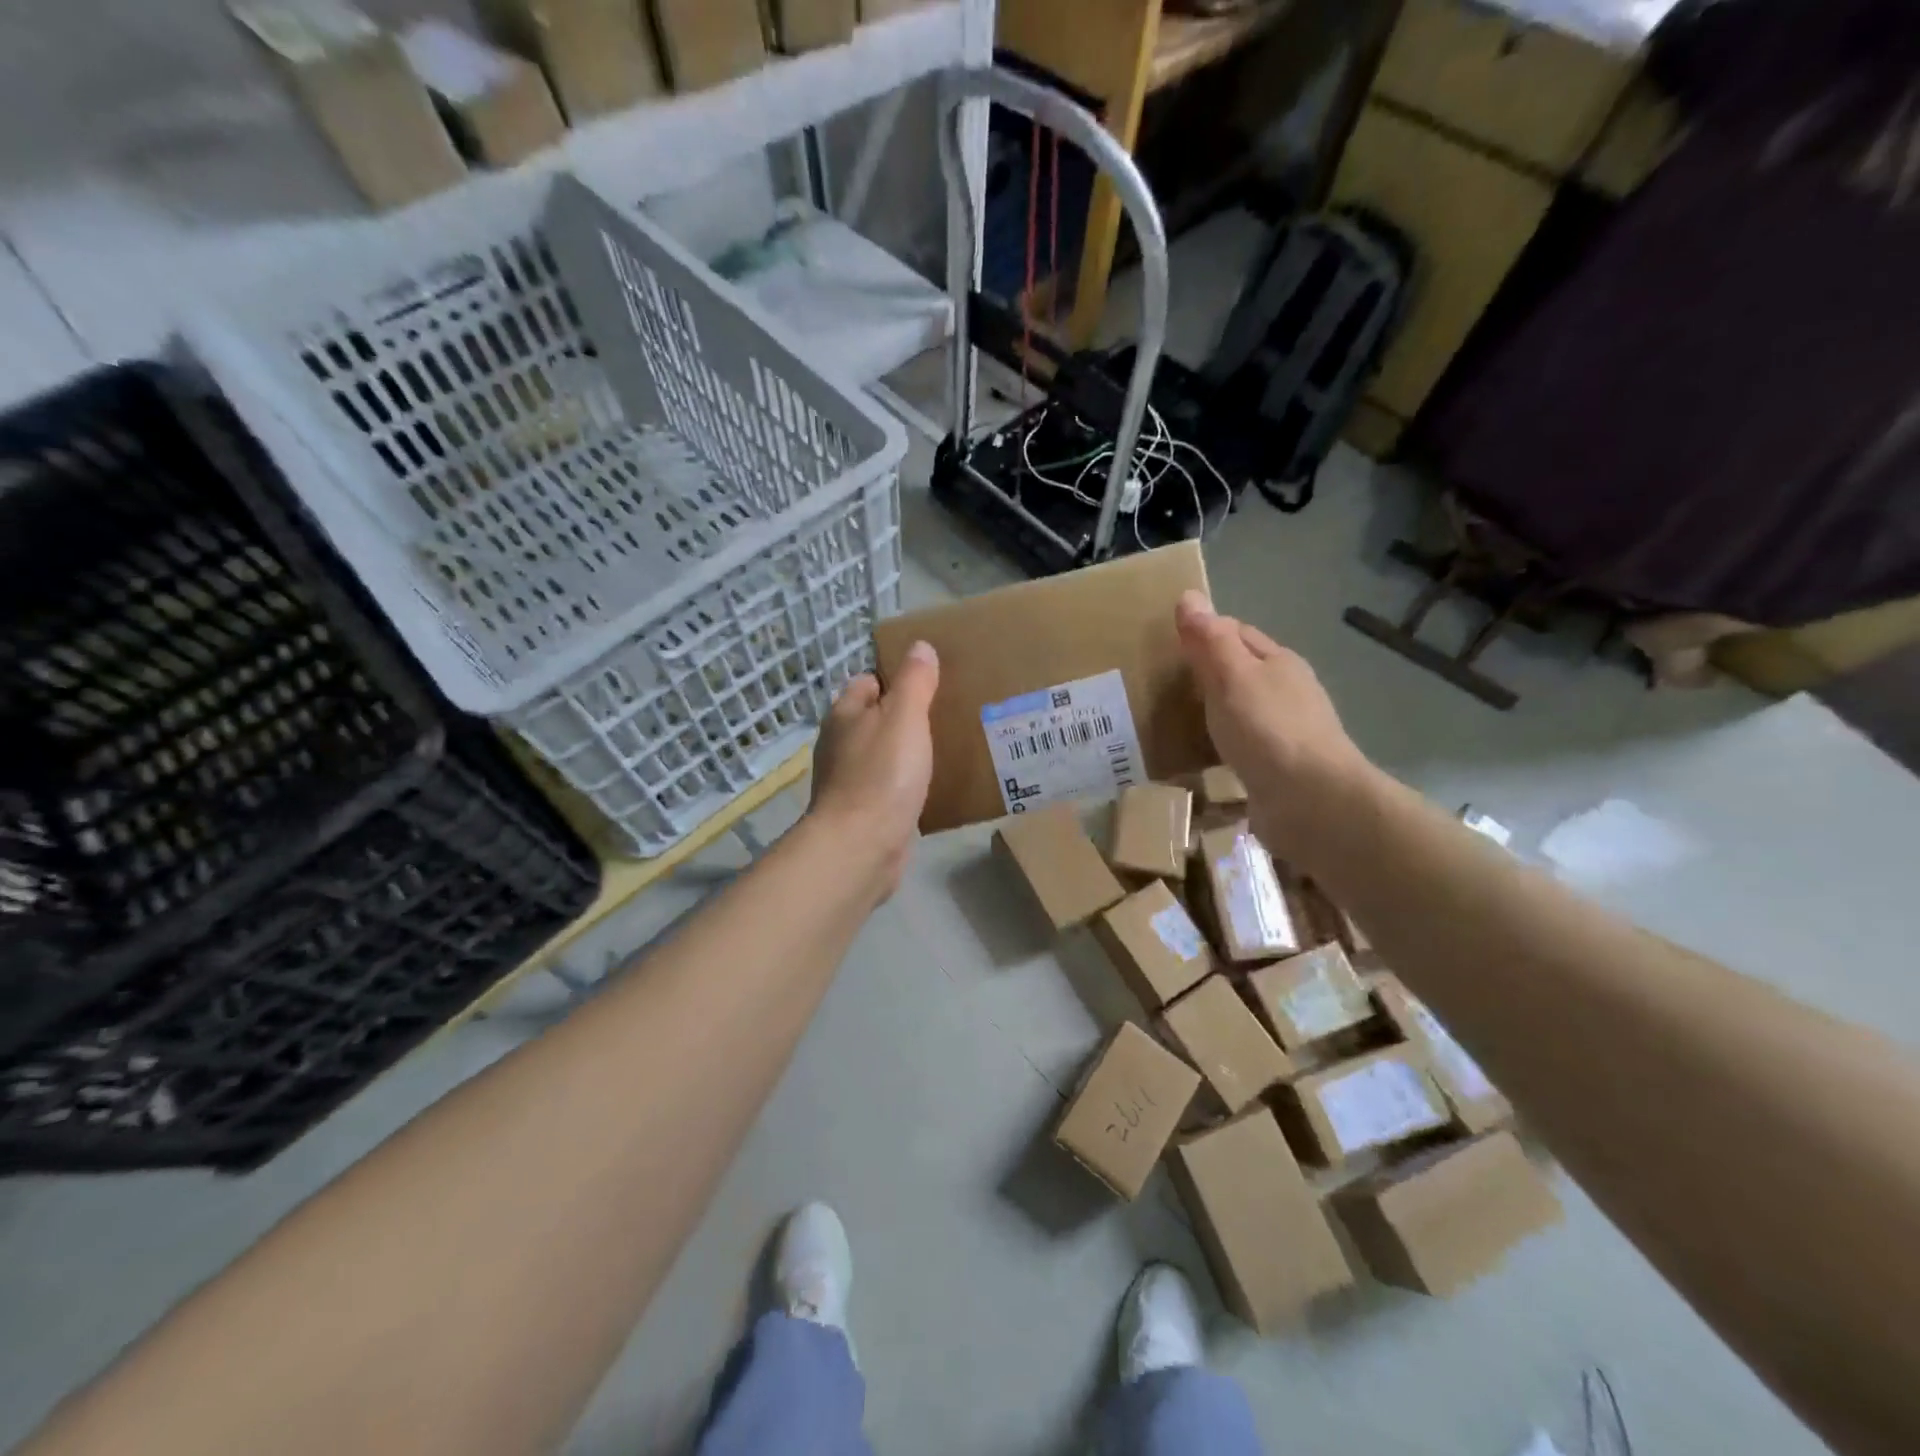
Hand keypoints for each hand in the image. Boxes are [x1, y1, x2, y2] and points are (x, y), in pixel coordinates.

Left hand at [807, 641, 939, 896]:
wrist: (861, 847)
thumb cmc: (882, 774)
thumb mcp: (904, 717)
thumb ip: (914, 681)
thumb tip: (919, 646)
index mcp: (844, 714)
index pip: (869, 681)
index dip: (898, 677)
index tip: (933, 681)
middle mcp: (841, 743)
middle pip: (876, 718)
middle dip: (907, 715)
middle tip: (949, 714)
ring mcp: (849, 779)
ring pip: (884, 754)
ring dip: (909, 752)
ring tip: (949, 748)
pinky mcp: (863, 811)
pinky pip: (890, 786)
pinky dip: (907, 783)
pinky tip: (934, 787)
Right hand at [1174, 591, 1371, 861]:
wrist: (1312, 802)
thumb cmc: (1268, 730)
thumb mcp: (1231, 676)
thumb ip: (1210, 640)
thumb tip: (1189, 596)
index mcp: (1279, 661)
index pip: (1236, 632)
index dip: (1204, 632)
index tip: (1168, 646)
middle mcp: (1288, 691)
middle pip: (1242, 670)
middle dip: (1208, 673)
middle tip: (1164, 686)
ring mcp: (1288, 731)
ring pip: (1244, 709)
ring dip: (1216, 712)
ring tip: (1178, 722)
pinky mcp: (1282, 768)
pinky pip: (1245, 746)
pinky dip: (1224, 745)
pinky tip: (1206, 757)